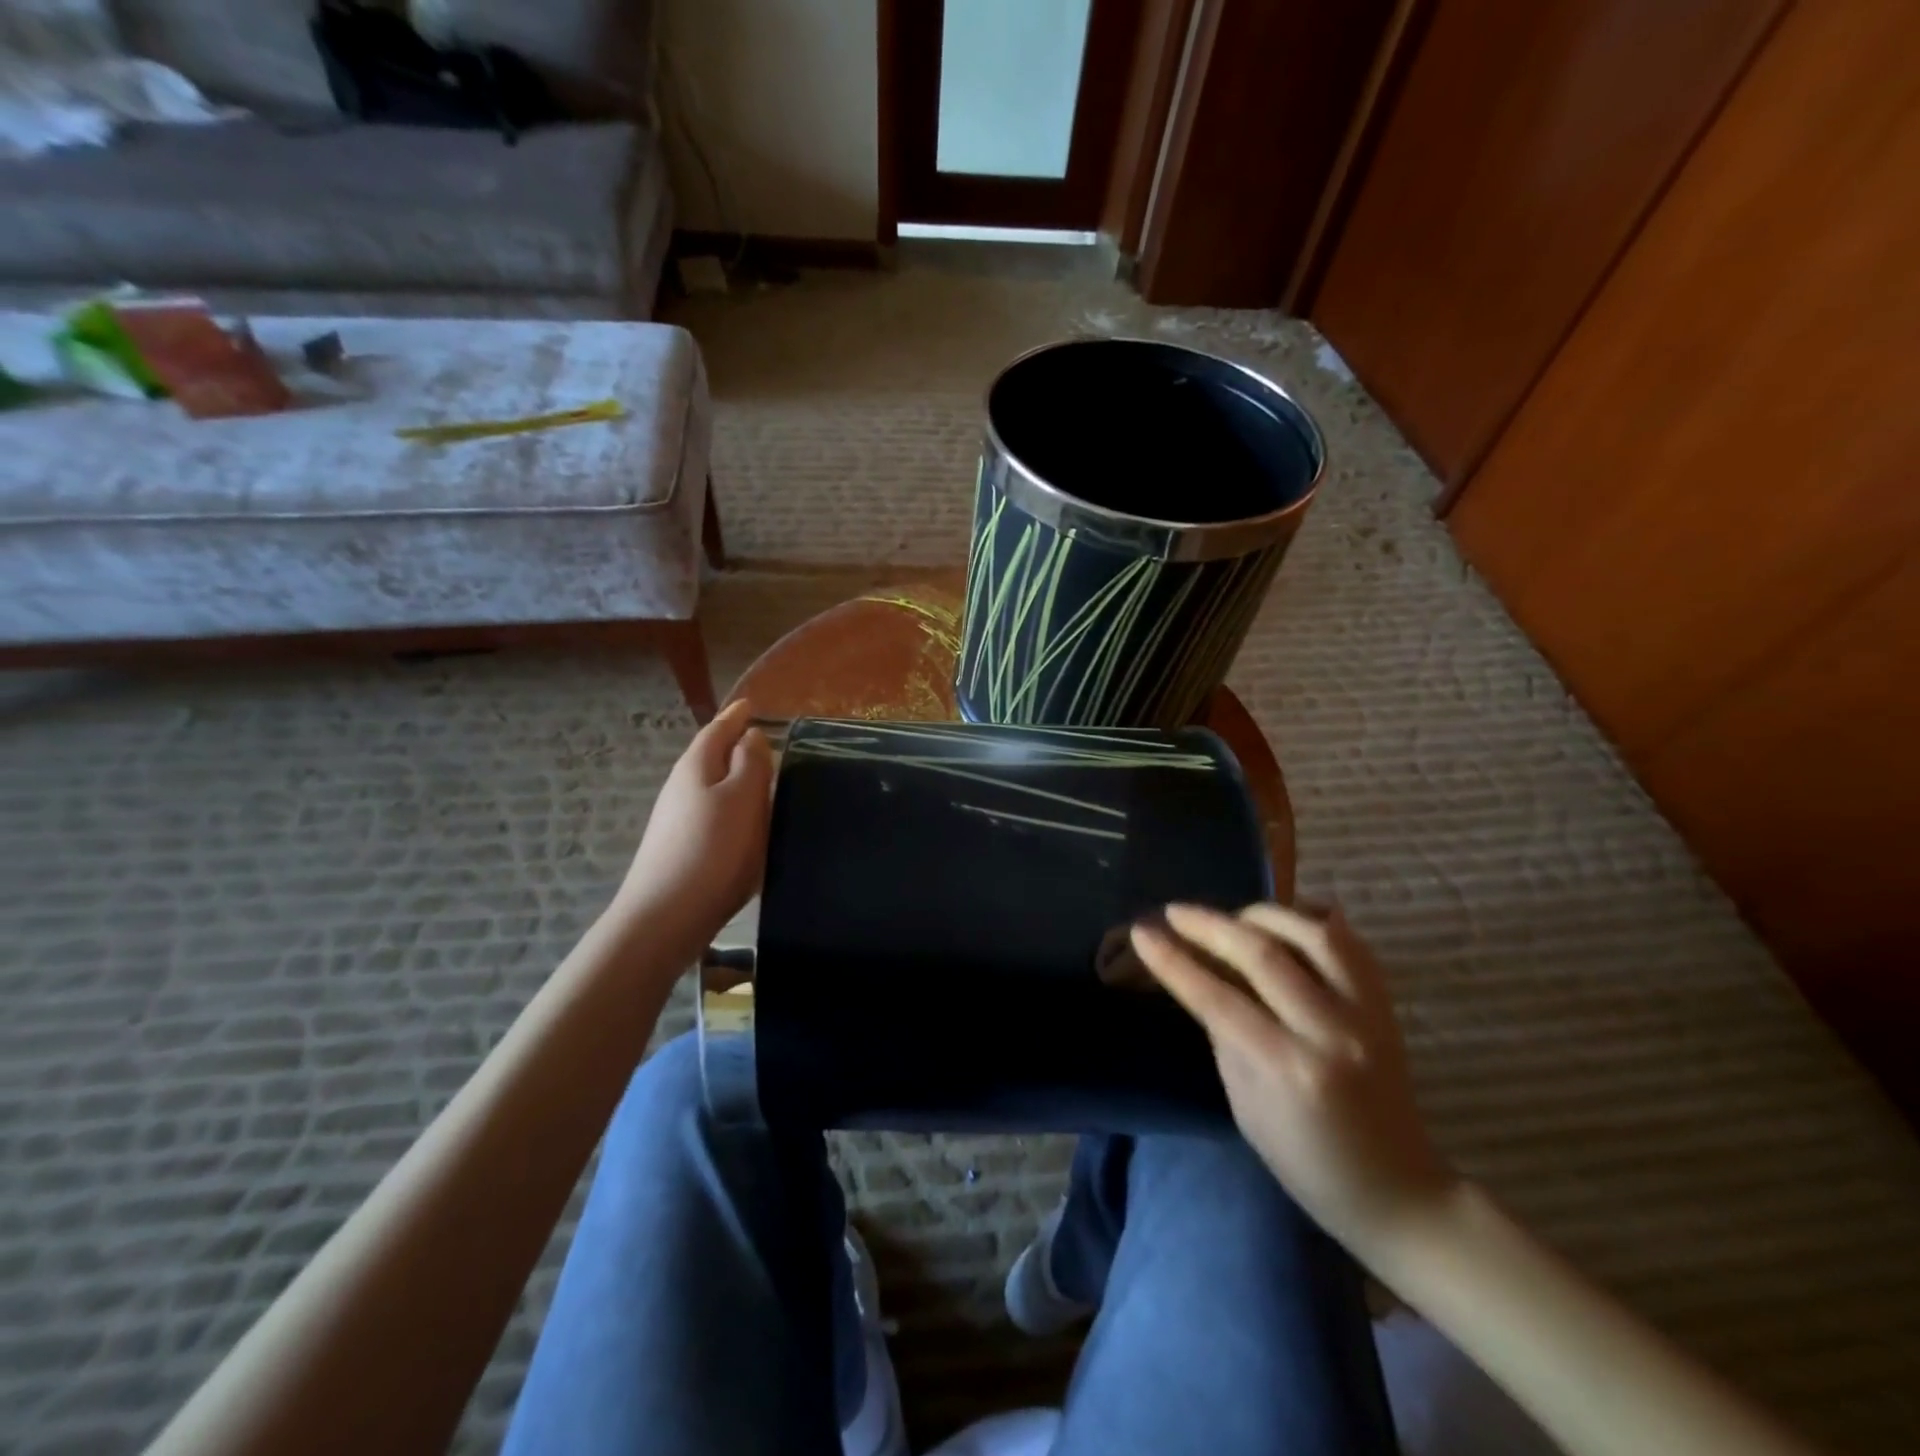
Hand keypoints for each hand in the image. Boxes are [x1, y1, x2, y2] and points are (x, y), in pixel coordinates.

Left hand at [612, 700, 772, 941]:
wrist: (666, 916)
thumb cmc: (713, 849)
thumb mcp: (743, 798)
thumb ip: (751, 763)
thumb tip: (750, 735)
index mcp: (696, 767)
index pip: (717, 730)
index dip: (736, 716)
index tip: (751, 704)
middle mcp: (680, 788)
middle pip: (709, 757)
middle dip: (733, 746)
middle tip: (762, 740)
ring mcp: (676, 820)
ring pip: (709, 787)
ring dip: (732, 779)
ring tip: (759, 781)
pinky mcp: (680, 849)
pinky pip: (710, 814)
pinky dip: (728, 808)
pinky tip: (742, 824)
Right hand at [1131, 903, 1456, 1252]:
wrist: (1398, 1189)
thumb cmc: (1306, 1161)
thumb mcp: (1245, 1105)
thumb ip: (1224, 1035)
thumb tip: (1199, 978)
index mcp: (1288, 1068)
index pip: (1217, 998)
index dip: (1174, 961)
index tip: (1142, 933)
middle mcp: (1329, 1031)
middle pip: (1262, 954)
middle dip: (1209, 925)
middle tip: (1174, 912)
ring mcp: (1366, 1014)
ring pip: (1313, 933)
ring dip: (1263, 915)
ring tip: (1233, 916)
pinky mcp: (1386, 1006)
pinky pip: (1350, 943)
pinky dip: (1312, 923)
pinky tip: (1284, 922)